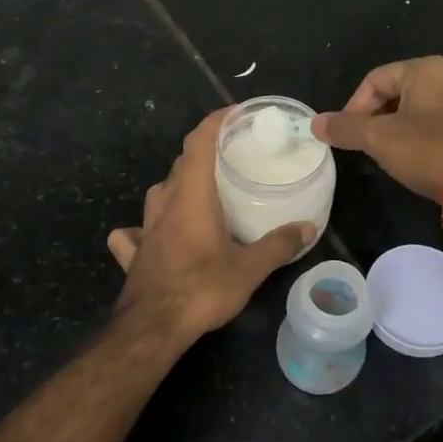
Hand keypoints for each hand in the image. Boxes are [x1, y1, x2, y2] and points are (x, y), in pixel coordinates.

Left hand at [107, 109, 313, 342]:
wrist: (152, 327)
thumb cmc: (202, 288)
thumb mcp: (250, 268)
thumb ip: (278, 245)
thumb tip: (308, 228)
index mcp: (192, 195)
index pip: (199, 142)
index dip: (215, 121)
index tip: (236, 113)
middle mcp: (165, 203)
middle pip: (180, 165)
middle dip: (203, 154)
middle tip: (230, 159)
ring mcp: (145, 228)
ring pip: (159, 193)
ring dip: (177, 186)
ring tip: (199, 193)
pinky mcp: (134, 253)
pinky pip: (135, 232)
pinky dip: (144, 228)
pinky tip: (152, 237)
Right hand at [313, 57, 442, 201]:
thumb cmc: (432, 152)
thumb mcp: (380, 139)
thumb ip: (345, 128)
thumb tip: (315, 123)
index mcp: (427, 69)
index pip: (375, 79)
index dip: (353, 107)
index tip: (346, 136)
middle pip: (397, 93)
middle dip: (375, 119)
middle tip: (364, 147)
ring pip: (418, 111)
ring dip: (396, 131)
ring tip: (387, 156)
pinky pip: (439, 126)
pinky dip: (420, 140)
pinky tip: (416, 163)